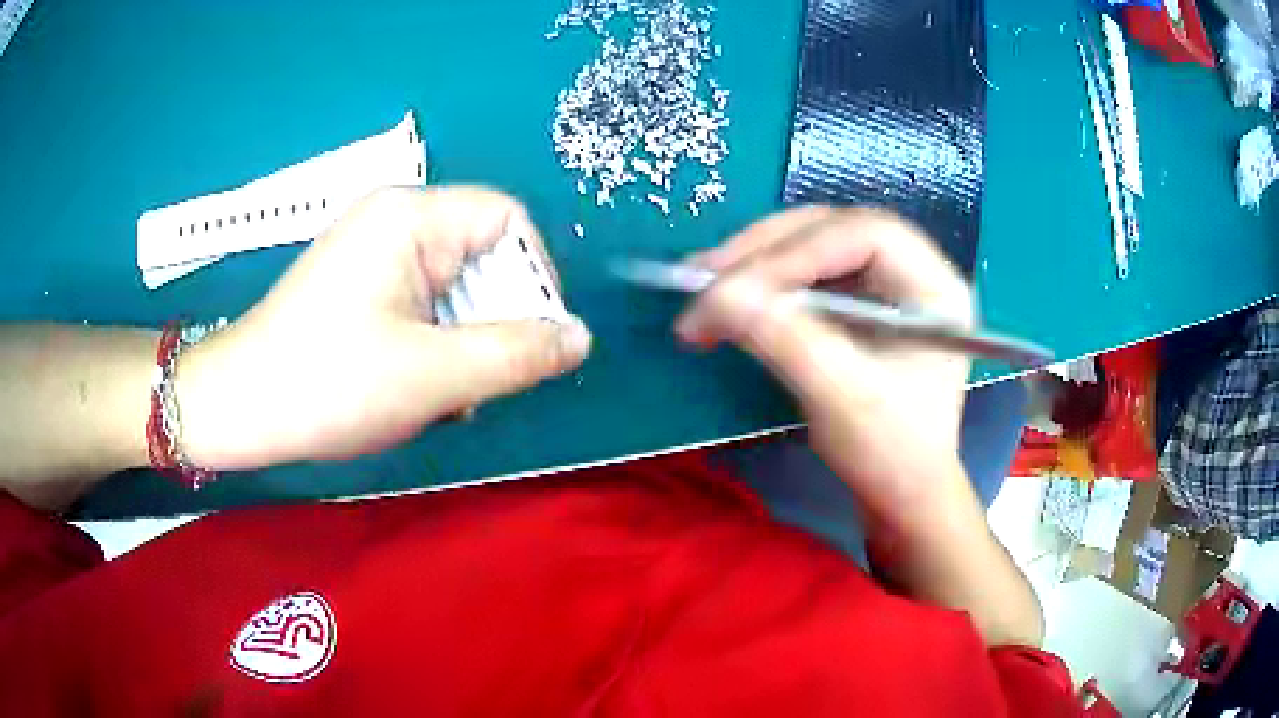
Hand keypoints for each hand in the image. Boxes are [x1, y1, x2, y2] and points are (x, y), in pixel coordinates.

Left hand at [177, 187, 591, 470]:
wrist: (241, 407)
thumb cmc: (330, 383)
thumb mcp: (434, 375)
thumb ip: (518, 354)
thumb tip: (580, 339)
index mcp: (411, 217)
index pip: (507, 220)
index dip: (534, 276)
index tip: (534, 340)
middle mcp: (394, 221)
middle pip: (482, 255)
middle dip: (495, 321)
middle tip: (482, 381)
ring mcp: (373, 253)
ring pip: (454, 288)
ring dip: (464, 342)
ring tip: (443, 394)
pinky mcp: (360, 285)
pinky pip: (423, 304)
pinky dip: (434, 344)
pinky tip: (416, 386)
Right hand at [676, 206, 974, 530]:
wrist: (901, 491)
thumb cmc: (891, 452)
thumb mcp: (843, 399)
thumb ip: (785, 341)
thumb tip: (715, 297)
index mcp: (935, 286)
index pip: (863, 236)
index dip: (794, 251)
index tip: (728, 287)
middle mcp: (914, 269)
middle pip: (833, 230)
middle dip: (764, 250)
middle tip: (703, 275)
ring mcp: (885, 282)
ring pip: (812, 244)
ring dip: (754, 261)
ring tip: (702, 285)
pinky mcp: (858, 300)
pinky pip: (804, 273)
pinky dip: (761, 283)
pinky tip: (728, 298)